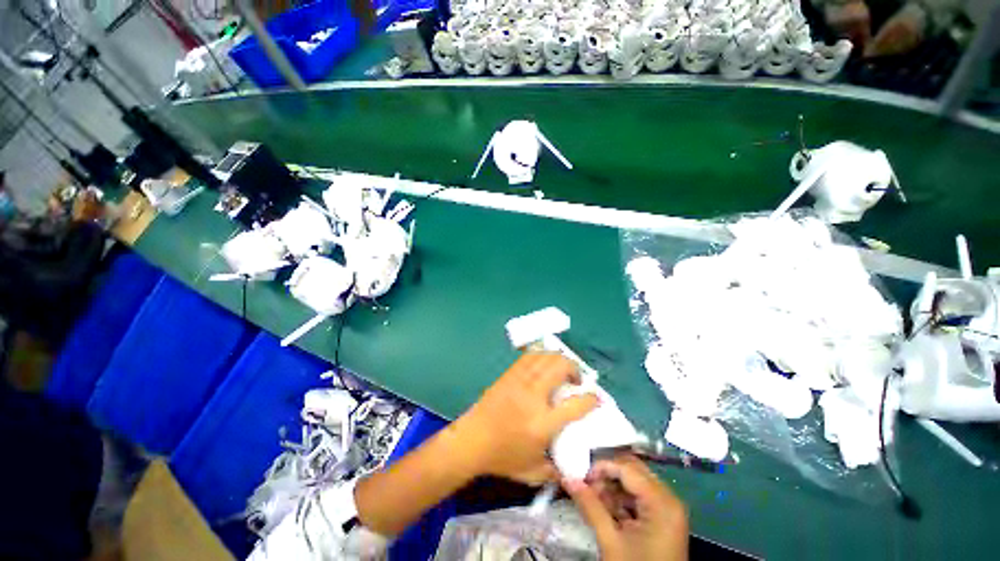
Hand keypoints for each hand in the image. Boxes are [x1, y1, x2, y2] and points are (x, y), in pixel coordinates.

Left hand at [454, 353, 598, 484]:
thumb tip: (571, 468)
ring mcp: (520, 382)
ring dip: (558, 360)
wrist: (471, 441)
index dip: (591, 399)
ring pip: (545, 357)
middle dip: (574, 369)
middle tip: (575, 380)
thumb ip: (556, 471)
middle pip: (560, 368)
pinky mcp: (509, 375)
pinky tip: (543, 364)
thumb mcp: (532, 472)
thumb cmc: (502, 457)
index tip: (596, 398)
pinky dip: (541, 356)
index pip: (576, 405)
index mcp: (543, 423)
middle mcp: (534, 397)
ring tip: (561, 370)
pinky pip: (529, 356)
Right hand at [564, 454, 687, 560]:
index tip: (581, 477)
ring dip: (613, 488)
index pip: (627, 469)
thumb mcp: (610, 541)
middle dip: (607, 476)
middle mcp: (669, 499)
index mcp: (661, 502)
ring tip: (595, 501)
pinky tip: (608, 511)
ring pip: (636, 482)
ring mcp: (668, 509)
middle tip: (588, 487)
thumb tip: (568, 479)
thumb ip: (590, 506)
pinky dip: (622, 500)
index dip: (602, 467)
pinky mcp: (664, 519)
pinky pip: (640, 497)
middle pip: (633, 471)